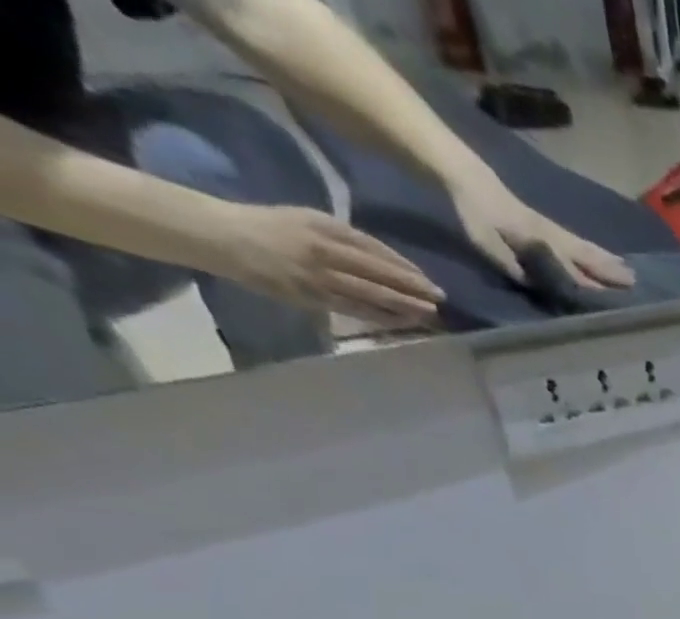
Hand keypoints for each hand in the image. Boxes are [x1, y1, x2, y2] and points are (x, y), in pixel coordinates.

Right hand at [205, 204, 444, 326]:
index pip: (374, 248)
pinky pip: (356, 308)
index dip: (404, 266)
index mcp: (324, 225)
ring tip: (431, 313)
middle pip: (379, 271)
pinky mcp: (313, 296)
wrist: (223, 236)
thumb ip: (343, 237)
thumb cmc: (269, 227)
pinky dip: (383, 316)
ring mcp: (320, 274)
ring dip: (405, 304)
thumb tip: (382, 259)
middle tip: (441, 297)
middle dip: (413, 286)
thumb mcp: (308, 220)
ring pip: (372, 292)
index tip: (427, 279)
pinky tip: (403, 321)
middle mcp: (325, 248)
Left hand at [448, 176, 634, 288]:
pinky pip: (578, 243)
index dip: (587, 283)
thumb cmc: (475, 212)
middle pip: (585, 255)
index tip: (610, 297)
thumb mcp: (485, 241)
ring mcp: (552, 230)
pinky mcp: (549, 227)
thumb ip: (510, 262)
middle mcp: (551, 236)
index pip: (567, 267)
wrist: (467, 176)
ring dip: (608, 261)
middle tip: (634, 282)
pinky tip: (605, 257)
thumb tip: (535, 282)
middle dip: (609, 270)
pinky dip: (595, 251)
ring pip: (585, 248)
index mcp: (538, 241)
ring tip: (629, 271)